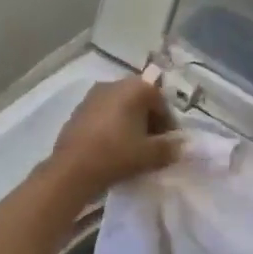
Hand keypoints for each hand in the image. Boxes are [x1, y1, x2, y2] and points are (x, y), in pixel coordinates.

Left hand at [46, 78, 177, 201]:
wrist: (72, 169)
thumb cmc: (117, 154)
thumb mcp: (150, 155)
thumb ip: (169, 148)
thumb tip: (180, 146)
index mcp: (135, 88)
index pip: (160, 102)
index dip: (168, 123)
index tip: (169, 143)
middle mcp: (114, 84)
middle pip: (140, 100)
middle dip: (149, 121)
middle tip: (153, 144)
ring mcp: (93, 95)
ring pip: (120, 107)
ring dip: (130, 123)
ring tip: (133, 147)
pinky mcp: (78, 110)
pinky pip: (104, 114)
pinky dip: (112, 126)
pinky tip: (112, 146)